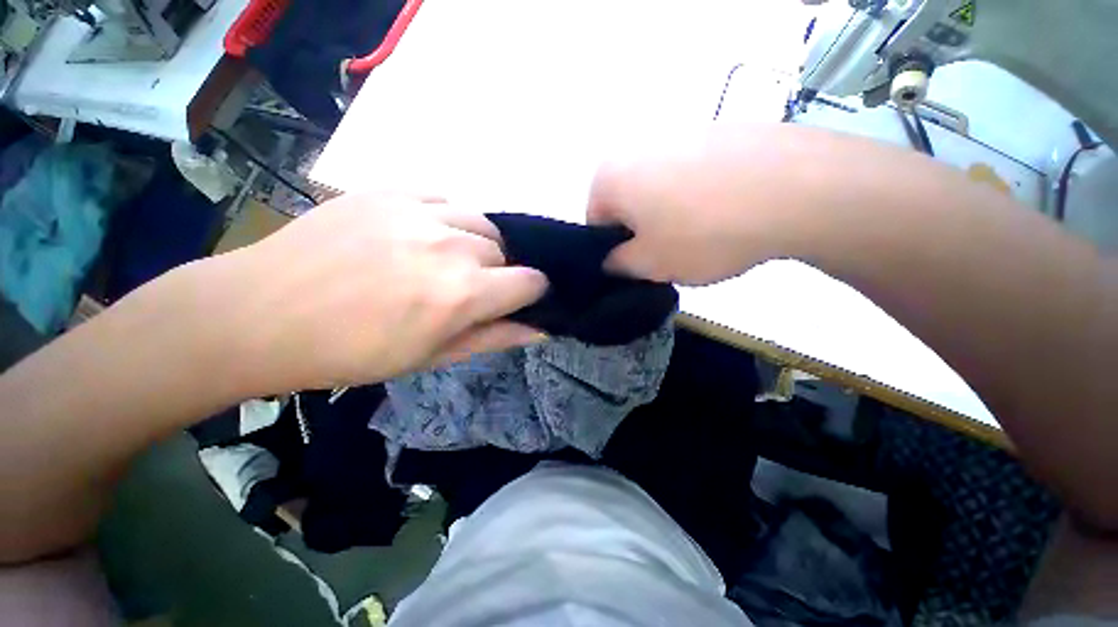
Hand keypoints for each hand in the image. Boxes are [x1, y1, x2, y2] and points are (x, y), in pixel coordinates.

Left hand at [214, 195, 547, 393]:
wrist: (261, 313)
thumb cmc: (353, 351)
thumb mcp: (432, 356)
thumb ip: (495, 338)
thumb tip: (540, 329)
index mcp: (463, 294)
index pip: (531, 281)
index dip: (531, 294)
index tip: (515, 302)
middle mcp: (452, 246)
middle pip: (505, 253)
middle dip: (495, 275)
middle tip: (460, 292)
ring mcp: (419, 211)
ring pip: (481, 222)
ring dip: (475, 245)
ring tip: (442, 261)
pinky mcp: (390, 189)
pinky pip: (445, 199)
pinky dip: (447, 219)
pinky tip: (420, 235)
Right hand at [587, 124, 812, 284]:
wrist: (797, 189)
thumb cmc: (703, 232)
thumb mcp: (649, 264)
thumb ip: (618, 266)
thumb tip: (613, 260)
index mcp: (611, 176)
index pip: (596, 223)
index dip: (615, 251)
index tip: (641, 264)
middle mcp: (638, 147)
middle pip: (629, 204)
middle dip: (644, 233)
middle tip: (672, 254)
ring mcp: (682, 134)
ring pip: (661, 191)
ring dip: (672, 217)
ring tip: (706, 235)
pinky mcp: (719, 133)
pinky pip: (694, 177)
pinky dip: (701, 198)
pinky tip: (729, 213)